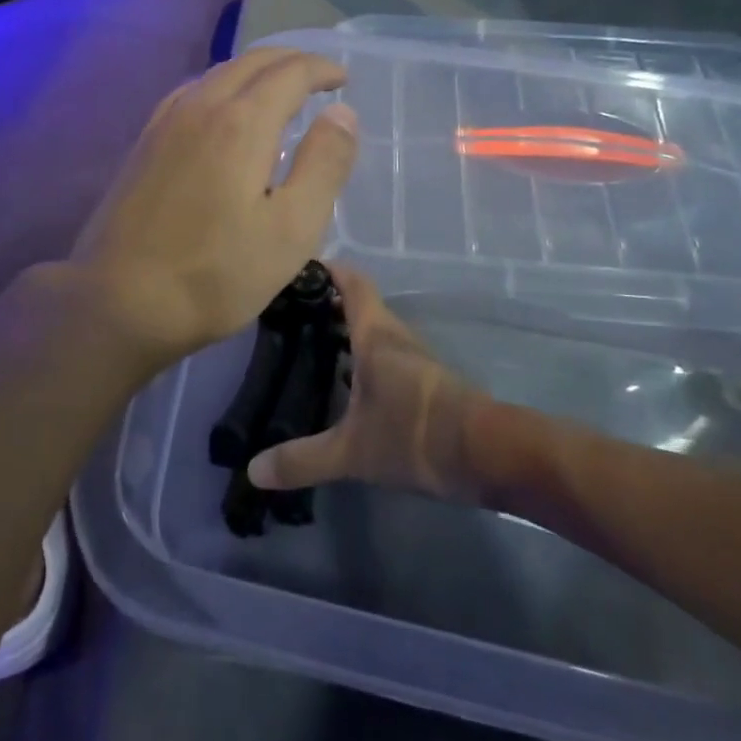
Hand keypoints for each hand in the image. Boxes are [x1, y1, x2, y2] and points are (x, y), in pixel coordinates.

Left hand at [70, 49, 358, 368]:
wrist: (118, 301)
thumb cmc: (216, 274)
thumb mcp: (292, 229)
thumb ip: (324, 165)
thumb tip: (343, 113)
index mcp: (242, 122)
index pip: (290, 72)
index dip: (322, 69)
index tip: (343, 78)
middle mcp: (201, 106)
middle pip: (252, 62)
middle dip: (291, 61)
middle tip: (319, 77)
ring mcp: (165, 122)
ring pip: (218, 73)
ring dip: (255, 71)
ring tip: (279, 91)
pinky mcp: (144, 143)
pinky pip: (191, 93)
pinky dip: (222, 87)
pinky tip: (223, 112)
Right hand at [247, 264, 482, 500]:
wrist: (488, 454)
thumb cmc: (415, 435)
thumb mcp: (351, 452)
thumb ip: (302, 460)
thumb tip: (253, 471)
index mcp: (375, 335)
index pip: (352, 282)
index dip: (327, 269)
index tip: (296, 269)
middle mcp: (395, 337)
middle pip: (361, 306)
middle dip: (326, 306)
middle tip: (288, 317)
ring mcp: (414, 360)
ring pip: (374, 333)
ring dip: (344, 334)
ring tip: (307, 349)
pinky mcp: (426, 384)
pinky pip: (386, 357)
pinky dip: (361, 359)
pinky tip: (344, 386)